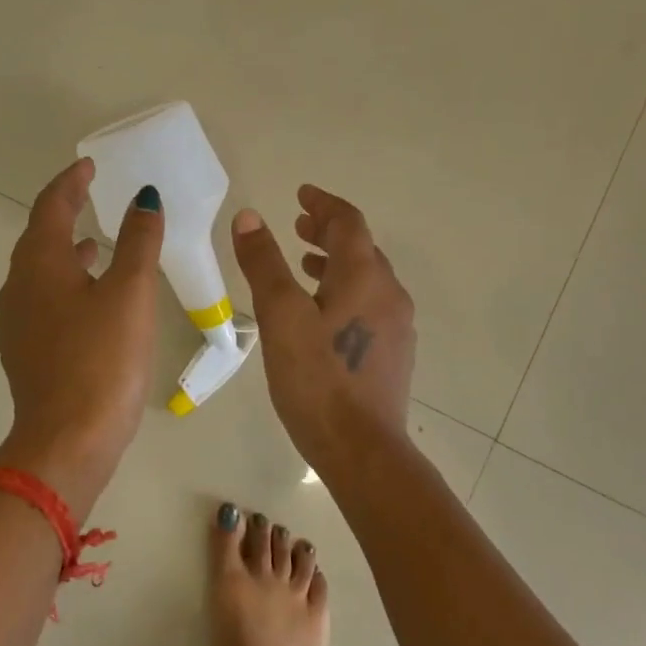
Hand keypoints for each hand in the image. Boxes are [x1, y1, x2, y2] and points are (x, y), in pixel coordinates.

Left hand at [0, 158, 162, 509]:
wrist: (66, 441)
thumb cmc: (102, 359)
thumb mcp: (130, 293)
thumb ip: (138, 241)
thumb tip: (144, 198)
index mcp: (39, 264)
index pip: (50, 206)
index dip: (71, 182)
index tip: (90, 166)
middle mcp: (19, 287)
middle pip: (38, 236)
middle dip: (64, 212)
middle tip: (91, 196)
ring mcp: (17, 322)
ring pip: (39, 270)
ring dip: (65, 250)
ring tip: (95, 243)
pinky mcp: (26, 351)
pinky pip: (43, 299)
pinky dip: (65, 282)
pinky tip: (90, 298)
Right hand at [231, 185, 415, 466]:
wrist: (363, 451)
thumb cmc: (317, 379)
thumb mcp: (281, 316)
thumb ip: (264, 263)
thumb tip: (250, 216)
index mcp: (364, 276)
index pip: (348, 222)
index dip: (323, 204)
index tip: (301, 194)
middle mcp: (388, 293)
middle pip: (361, 248)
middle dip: (328, 231)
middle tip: (299, 225)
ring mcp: (396, 326)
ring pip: (366, 277)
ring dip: (336, 262)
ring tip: (305, 264)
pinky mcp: (393, 354)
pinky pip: (369, 304)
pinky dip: (345, 290)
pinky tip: (323, 314)